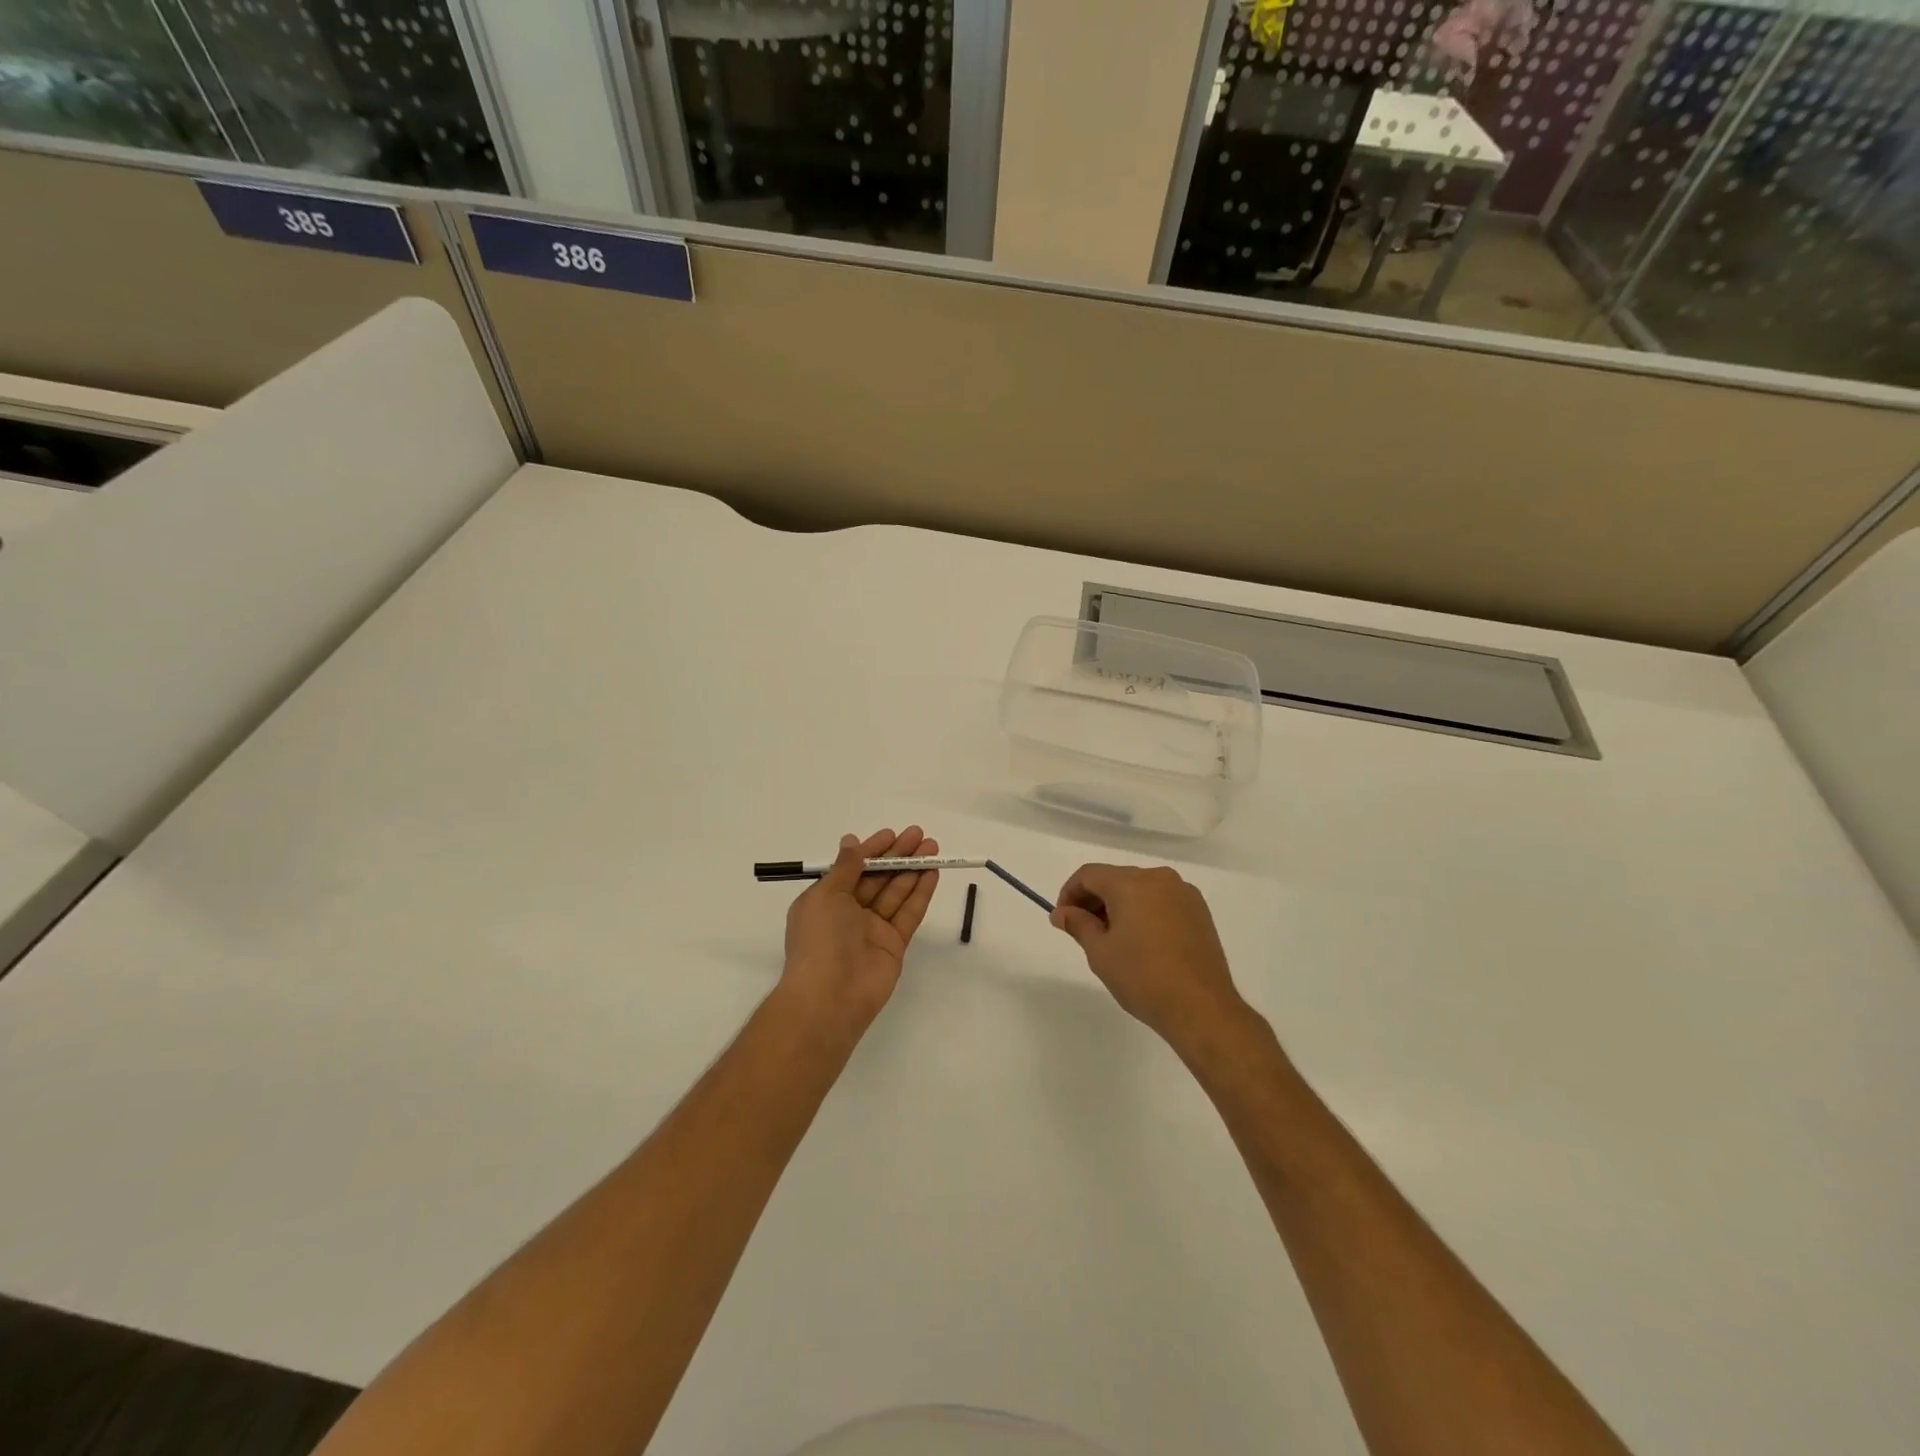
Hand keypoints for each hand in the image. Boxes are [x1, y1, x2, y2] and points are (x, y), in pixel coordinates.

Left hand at [780, 827, 939, 1038]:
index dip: (872, 850)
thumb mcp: (825, 895)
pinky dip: (920, 893)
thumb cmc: (819, 940)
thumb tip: (851, 841)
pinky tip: (932, 873)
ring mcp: (873, 930)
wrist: (830, 997)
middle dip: (898, 856)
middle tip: (919, 835)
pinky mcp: (894, 945)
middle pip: (878, 878)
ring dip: (913, 869)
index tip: (892, 834)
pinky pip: (909, 913)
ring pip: (896, 892)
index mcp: (826, 900)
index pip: (853, 868)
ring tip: (932, 848)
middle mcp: (849, 913)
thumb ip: (845, 868)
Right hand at [1052, 863, 1251, 1057]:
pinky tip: (1142, 942)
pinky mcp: (1199, 911)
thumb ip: (1078, 924)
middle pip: (1115, 878)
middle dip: (1094, 900)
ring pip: (1140, 888)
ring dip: (1120, 905)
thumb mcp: (1100, 952)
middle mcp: (1159, 878)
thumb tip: (1061, 913)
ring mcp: (1183, 893)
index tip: (1063, 920)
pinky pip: (1161, 900)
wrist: (1201, 1007)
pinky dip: (1144, 911)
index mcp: (1131, 882)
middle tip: (1084, 931)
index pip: (1089, 874)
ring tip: (1113, 939)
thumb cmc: (1142, 977)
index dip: (1070, 893)